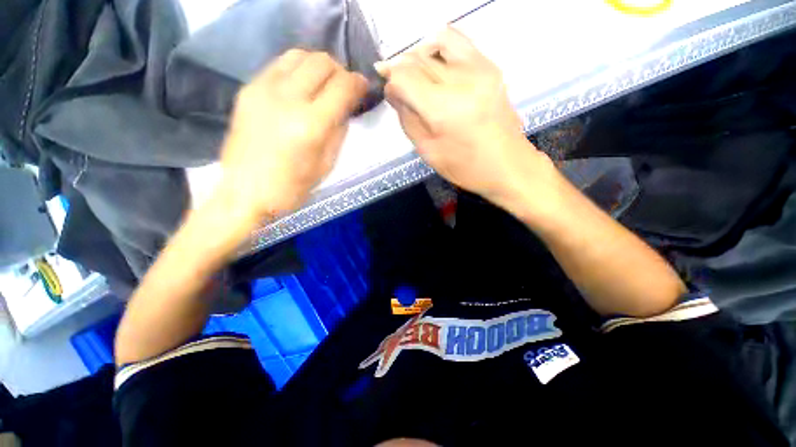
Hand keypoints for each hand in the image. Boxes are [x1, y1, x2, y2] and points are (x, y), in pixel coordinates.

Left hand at [219, 49, 367, 219]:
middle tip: (345, 88)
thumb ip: (339, 131)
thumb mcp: (327, 164)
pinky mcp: (248, 89)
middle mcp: (287, 99)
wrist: (245, 192)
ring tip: (324, 83)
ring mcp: (263, 89)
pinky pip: (279, 65)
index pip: (343, 86)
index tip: (364, 88)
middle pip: (322, 62)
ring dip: (318, 66)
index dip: (358, 83)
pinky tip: (302, 86)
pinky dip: (298, 69)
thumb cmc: (293, 187)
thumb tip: (345, 107)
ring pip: (299, 55)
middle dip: (340, 71)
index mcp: (311, 125)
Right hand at [376, 27, 555, 208]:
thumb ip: (407, 119)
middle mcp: (461, 81)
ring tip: (419, 78)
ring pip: (436, 42)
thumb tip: (394, 92)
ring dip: (420, 57)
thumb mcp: (427, 151)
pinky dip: (441, 49)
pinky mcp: (491, 67)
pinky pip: (459, 42)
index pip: (403, 76)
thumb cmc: (465, 167)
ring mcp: (480, 69)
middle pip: (418, 58)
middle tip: (402, 90)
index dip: (391, 82)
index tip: (392, 94)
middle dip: (402, 71)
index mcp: (443, 109)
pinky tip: (438, 68)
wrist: (508, 165)